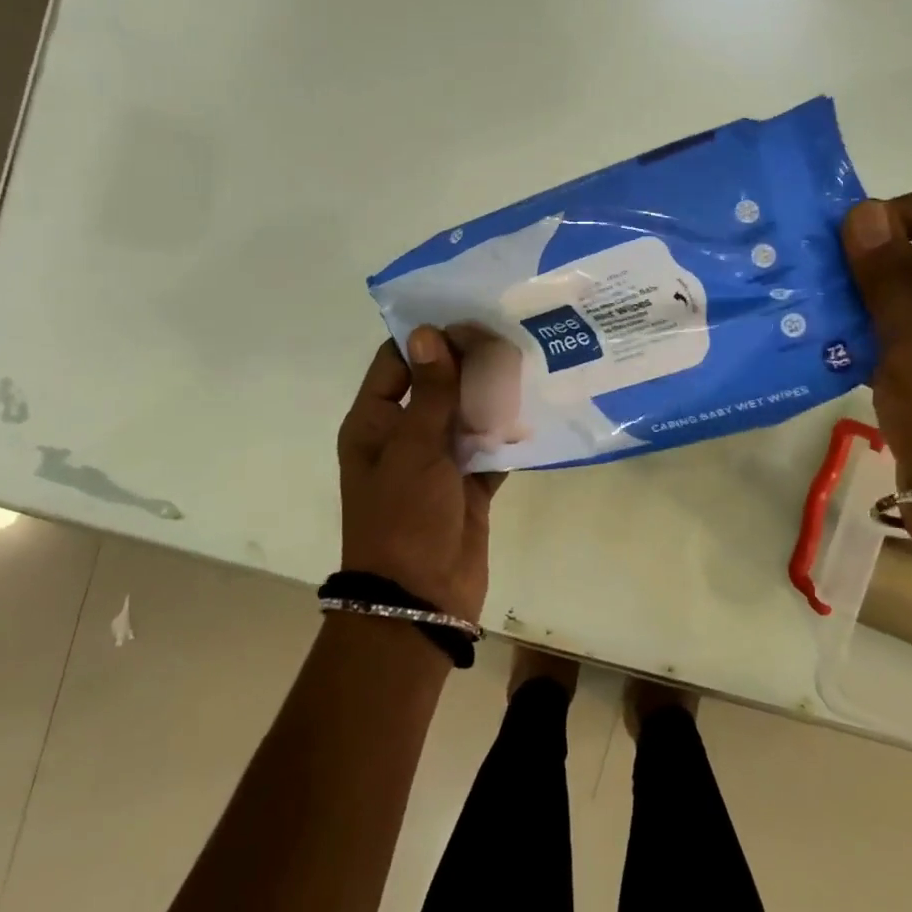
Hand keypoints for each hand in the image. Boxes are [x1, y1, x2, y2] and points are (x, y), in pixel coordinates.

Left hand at [336, 328, 502, 621]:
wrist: (420, 599)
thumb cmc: (403, 517)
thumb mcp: (414, 448)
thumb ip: (430, 391)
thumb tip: (428, 332)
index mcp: (376, 422)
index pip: (397, 362)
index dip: (427, 337)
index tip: (466, 312)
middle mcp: (405, 434)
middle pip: (437, 385)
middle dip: (468, 363)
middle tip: (508, 331)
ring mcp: (438, 460)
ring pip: (466, 414)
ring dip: (491, 395)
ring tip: (528, 359)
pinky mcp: (469, 482)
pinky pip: (489, 447)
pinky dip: (507, 432)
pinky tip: (536, 406)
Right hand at [840, 178, 911, 515]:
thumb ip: (886, 278)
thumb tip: (862, 209)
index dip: (898, 214)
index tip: (846, 248)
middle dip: (867, 268)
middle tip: (807, 286)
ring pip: (907, 293)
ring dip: (860, 304)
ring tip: (806, 318)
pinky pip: (905, 330)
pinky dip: (869, 335)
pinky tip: (823, 348)